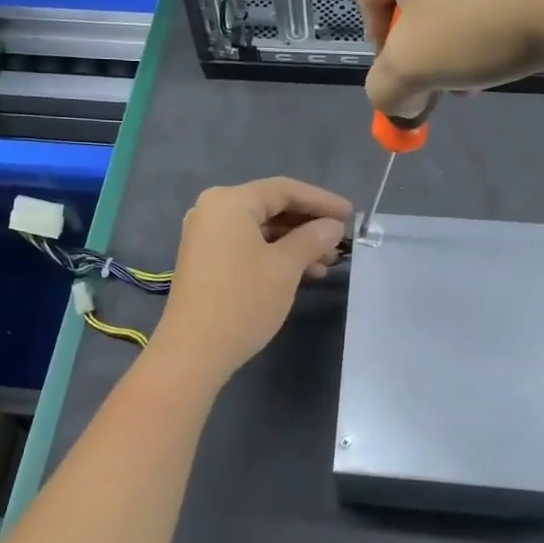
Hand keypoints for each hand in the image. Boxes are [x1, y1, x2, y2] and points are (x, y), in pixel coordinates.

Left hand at [151, 178, 352, 382]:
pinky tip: (303, 272)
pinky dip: (274, 254)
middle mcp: (212, 209)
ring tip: (327, 262)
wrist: (193, 352)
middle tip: (340, 240)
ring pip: (260, 229)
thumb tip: (333, 226)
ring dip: (295, 242)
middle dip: (308, 224)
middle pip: (271, 207)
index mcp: (230, 201)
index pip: (284, 190)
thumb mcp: (285, 267)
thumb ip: (312, 238)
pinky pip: (247, 244)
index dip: (321, 200)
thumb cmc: (243, 301)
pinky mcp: (205, 259)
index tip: (351, 214)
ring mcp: (205, 235)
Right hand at [356, 0, 543, 114]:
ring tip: (497, 57)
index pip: (368, 0)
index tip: (416, 85)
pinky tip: (530, 24)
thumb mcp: (416, 68)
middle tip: (457, 77)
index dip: (388, 53)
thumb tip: (396, 103)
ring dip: (467, 21)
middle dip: (431, 38)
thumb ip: (387, 89)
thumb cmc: (483, 15)